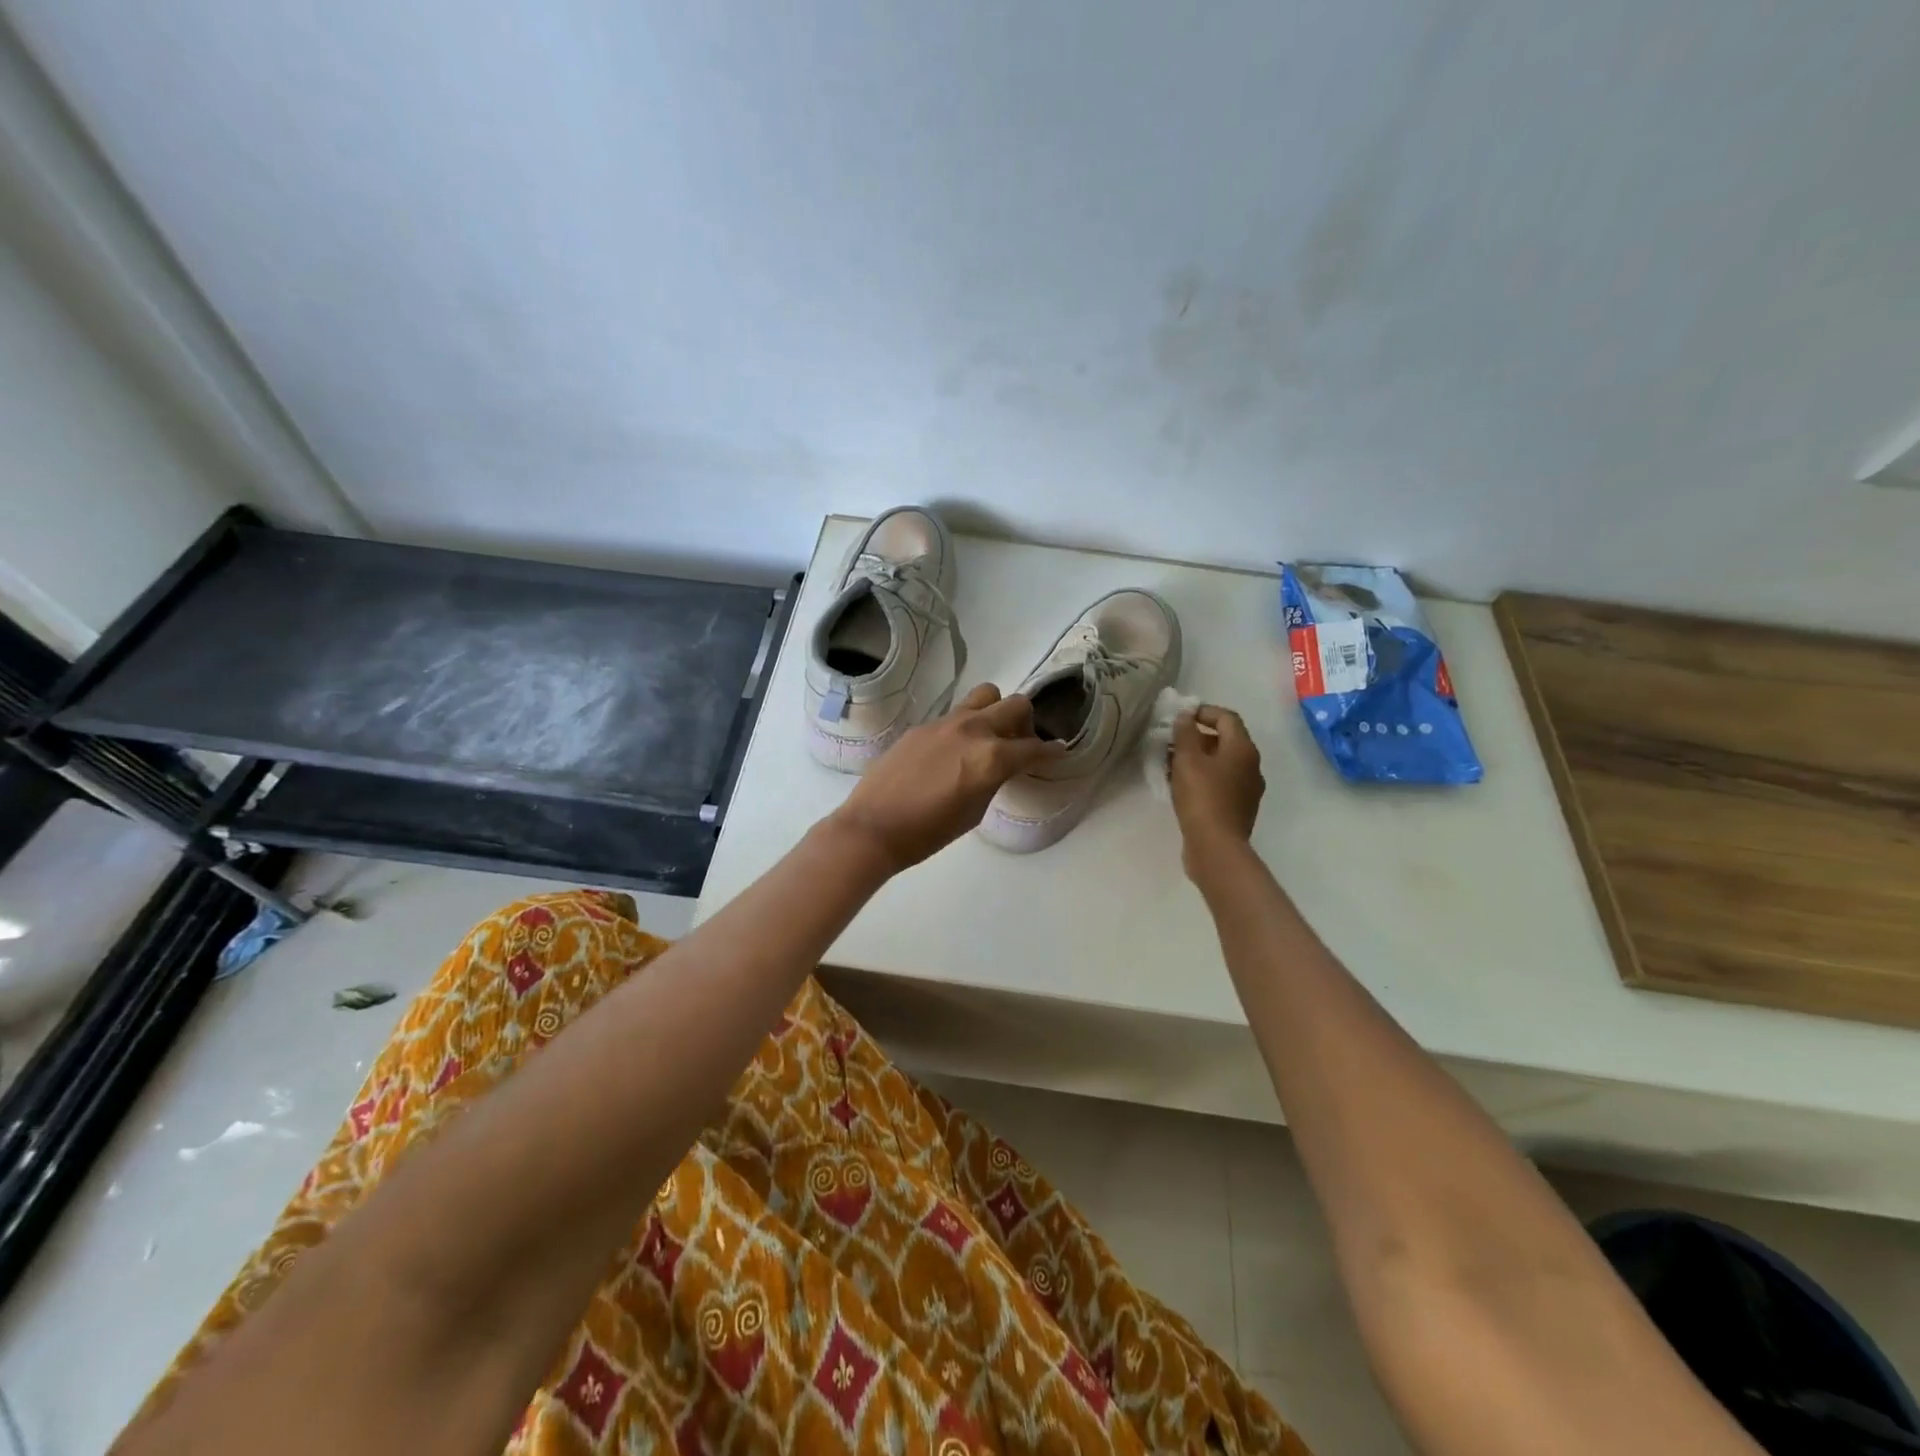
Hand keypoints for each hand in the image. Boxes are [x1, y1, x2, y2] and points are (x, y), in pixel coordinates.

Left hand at [826, 684, 1062, 874]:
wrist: (874, 826)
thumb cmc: (929, 832)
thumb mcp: (975, 811)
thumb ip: (994, 779)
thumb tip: (1000, 766)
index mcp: (991, 757)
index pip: (1033, 748)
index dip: (1050, 752)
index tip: (1058, 751)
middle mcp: (973, 730)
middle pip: (1015, 704)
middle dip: (1026, 721)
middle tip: (1020, 742)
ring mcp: (945, 723)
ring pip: (985, 696)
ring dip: (995, 711)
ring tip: (988, 736)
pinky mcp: (922, 726)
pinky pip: (954, 715)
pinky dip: (964, 726)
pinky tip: (951, 752)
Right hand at [1170, 705, 1264, 880]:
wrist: (1216, 846)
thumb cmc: (1202, 797)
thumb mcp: (1187, 760)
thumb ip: (1185, 733)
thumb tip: (1186, 716)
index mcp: (1243, 749)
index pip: (1227, 717)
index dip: (1203, 712)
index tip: (1179, 717)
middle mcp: (1251, 765)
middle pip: (1225, 740)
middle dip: (1197, 737)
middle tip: (1170, 742)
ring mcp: (1247, 788)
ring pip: (1221, 763)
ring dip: (1197, 759)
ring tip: (1170, 764)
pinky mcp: (1238, 807)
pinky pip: (1220, 782)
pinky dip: (1202, 777)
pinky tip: (1181, 786)